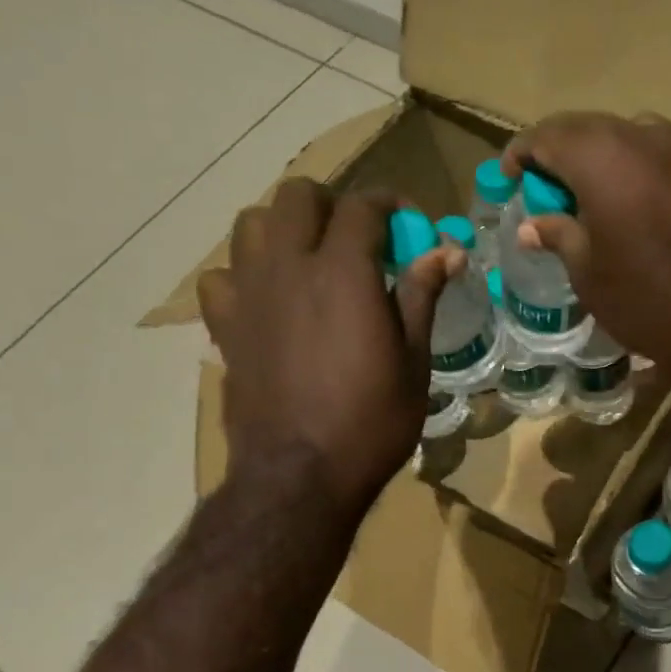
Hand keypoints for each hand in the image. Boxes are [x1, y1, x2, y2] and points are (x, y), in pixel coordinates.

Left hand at [197, 181, 454, 513]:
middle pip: (298, 197)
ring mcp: (248, 293)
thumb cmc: (371, 421)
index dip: (390, 204)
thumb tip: (447, 250)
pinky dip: (246, 274)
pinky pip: (222, 276)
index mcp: (343, 272)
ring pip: (252, 224)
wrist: (300, 475)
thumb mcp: (413, 360)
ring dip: (285, 228)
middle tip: (360, 238)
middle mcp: (288, 267)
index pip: (362, 207)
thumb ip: (422, 295)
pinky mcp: (224, 325)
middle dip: (333, 204)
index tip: (410, 222)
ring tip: (311, 259)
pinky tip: (269, 299)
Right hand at [502, 112, 670, 381]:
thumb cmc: (642, 293)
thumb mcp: (586, 270)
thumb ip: (557, 235)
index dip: (520, 155)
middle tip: (540, 189)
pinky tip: (618, 203)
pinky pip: (648, 157)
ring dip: (593, 161)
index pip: (545, 136)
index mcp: (598, 153)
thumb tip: (532, 227)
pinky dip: (625, 171)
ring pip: (619, 139)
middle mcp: (637, 135)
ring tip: (578, 197)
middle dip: (556, 154)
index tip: (508, 179)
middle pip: (583, 130)